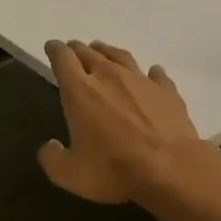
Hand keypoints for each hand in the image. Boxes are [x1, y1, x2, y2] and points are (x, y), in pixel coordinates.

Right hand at [39, 40, 210, 205]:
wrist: (171, 169)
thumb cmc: (114, 169)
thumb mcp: (70, 174)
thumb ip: (52, 158)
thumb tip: (49, 146)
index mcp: (80, 91)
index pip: (62, 59)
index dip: (54, 50)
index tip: (51, 47)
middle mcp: (109, 76)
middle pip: (89, 53)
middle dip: (77, 50)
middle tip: (72, 50)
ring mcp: (141, 81)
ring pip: (120, 56)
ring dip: (107, 52)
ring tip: (102, 51)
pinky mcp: (167, 91)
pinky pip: (155, 74)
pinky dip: (149, 72)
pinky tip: (151, 73)